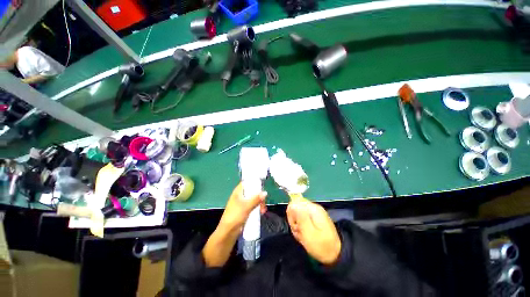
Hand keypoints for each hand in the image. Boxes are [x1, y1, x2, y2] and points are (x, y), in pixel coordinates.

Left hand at [219, 183, 266, 232]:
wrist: (227, 233)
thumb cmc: (235, 217)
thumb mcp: (246, 207)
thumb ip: (256, 199)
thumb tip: (265, 192)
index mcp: (238, 192)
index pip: (247, 182)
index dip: (254, 182)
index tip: (262, 186)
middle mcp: (240, 196)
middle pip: (252, 191)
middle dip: (259, 195)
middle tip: (263, 202)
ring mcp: (242, 203)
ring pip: (253, 199)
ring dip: (259, 202)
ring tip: (263, 210)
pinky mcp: (244, 210)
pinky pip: (253, 205)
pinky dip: (257, 207)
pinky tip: (261, 212)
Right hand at [287, 198, 340, 265]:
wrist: (335, 255)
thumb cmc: (322, 246)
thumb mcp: (309, 233)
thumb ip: (300, 217)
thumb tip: (292, 204)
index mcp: (313, 209)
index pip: (293, 204)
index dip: (291, 216)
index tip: (296, 227)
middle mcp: (313, 207)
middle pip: (294, 208)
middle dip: (294, 221)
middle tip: (300, 232)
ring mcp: (314, 212)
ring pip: (297, 214)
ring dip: (297, 225)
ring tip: (303, 235)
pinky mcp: (314, 217)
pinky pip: (301, 218)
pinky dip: (300, 226)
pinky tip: (305, 234)